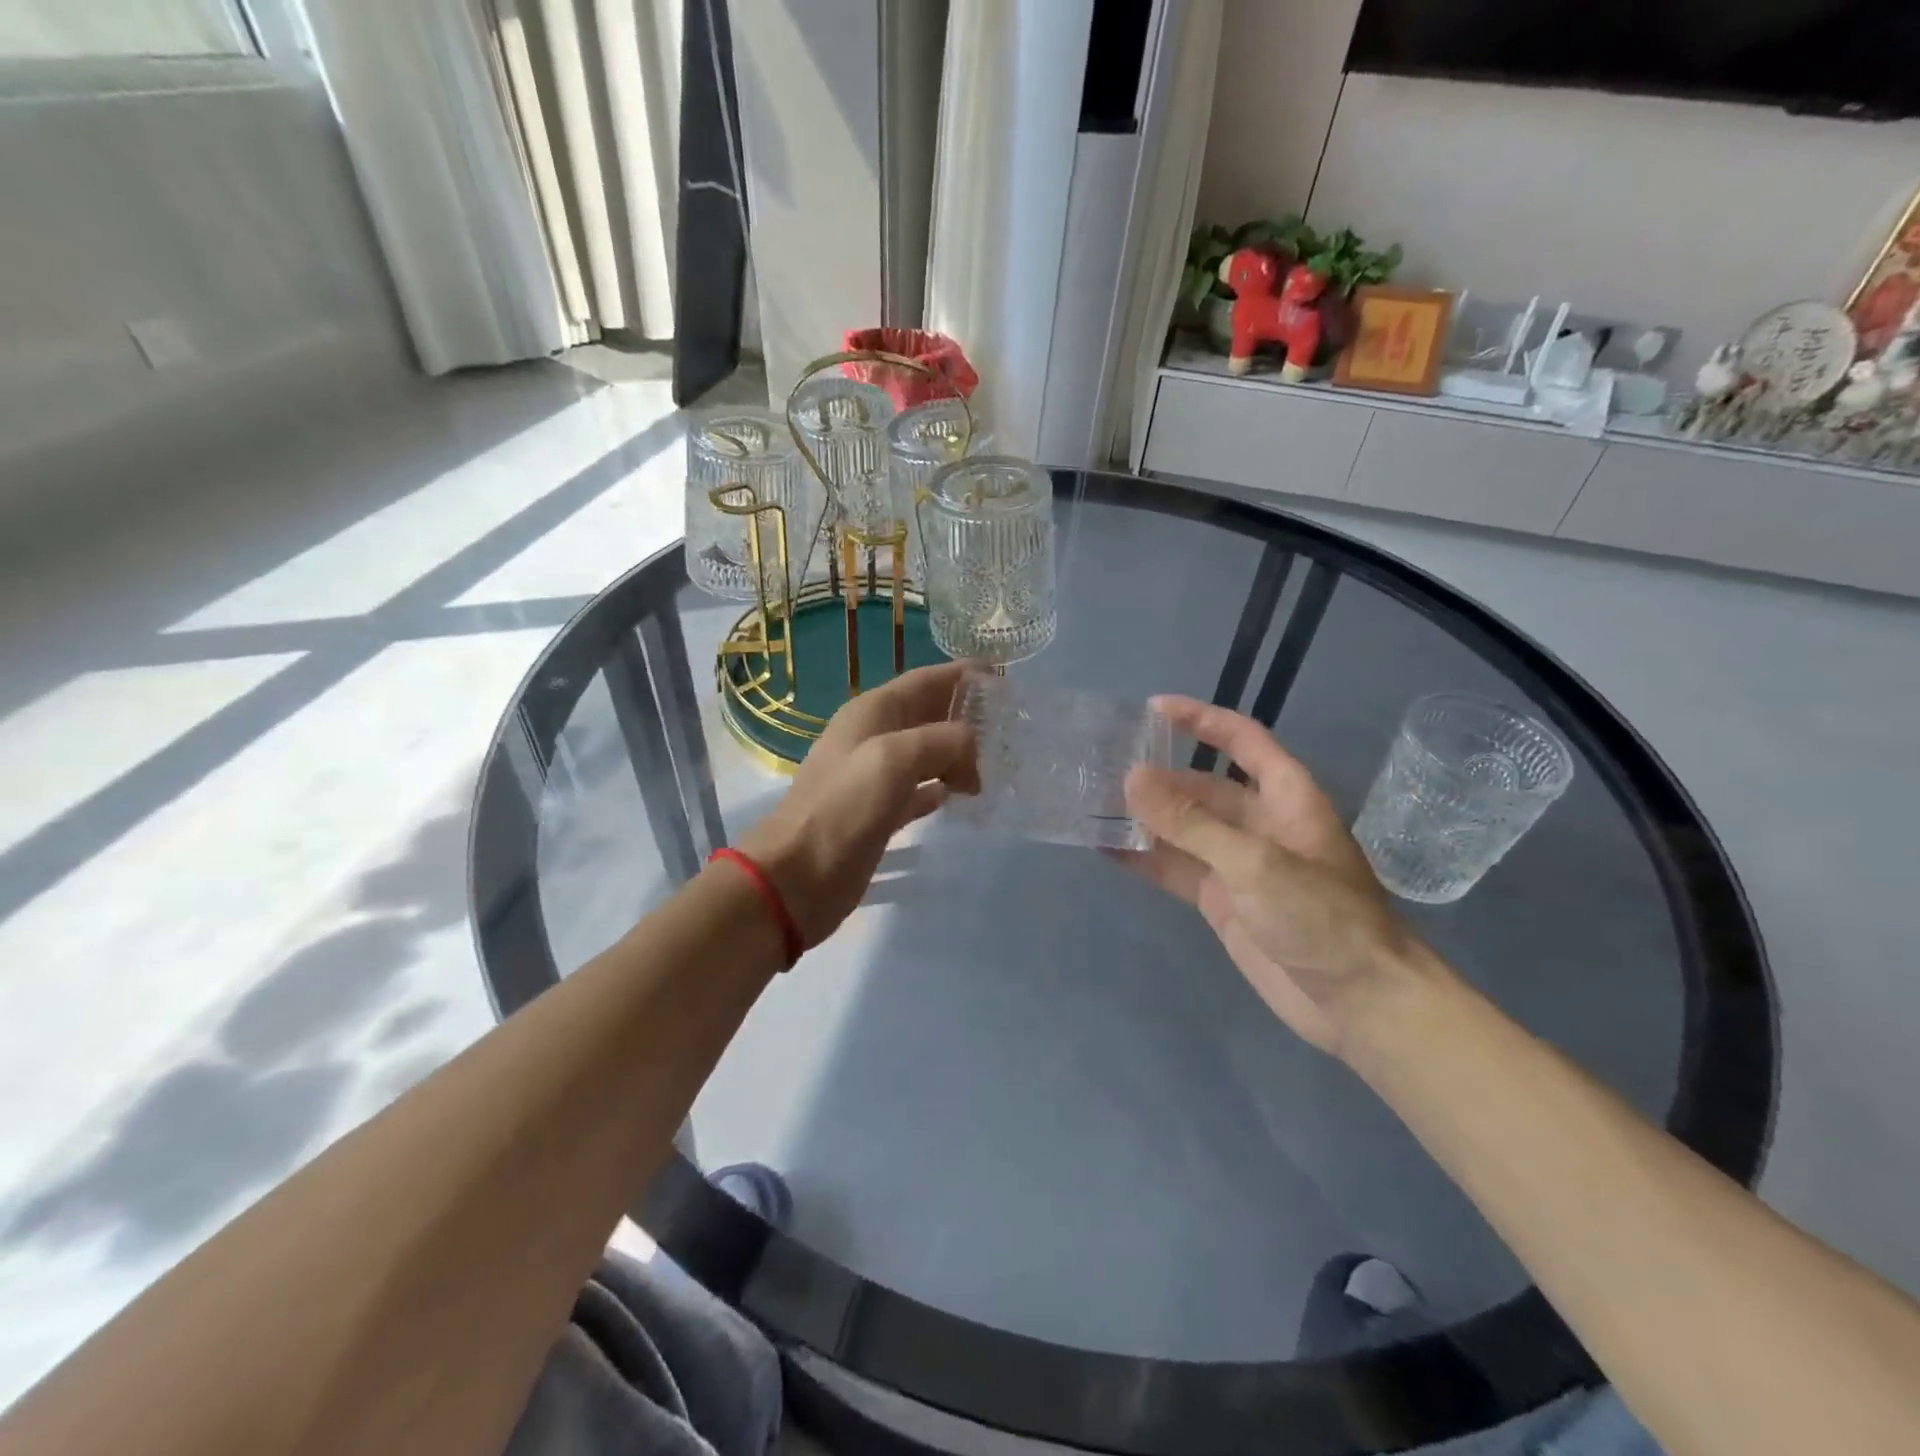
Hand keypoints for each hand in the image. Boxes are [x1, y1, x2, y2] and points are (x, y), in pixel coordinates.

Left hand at [738, 660, 978, 948]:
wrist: (798, 875)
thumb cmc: (844, 807)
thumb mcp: (895, 758)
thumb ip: (943, 741)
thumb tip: (972, 753)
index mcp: (872, 712)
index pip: (925, 680)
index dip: (962, 675)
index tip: (1004, 676)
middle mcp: (873, 737)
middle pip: (928, 715)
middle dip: (966, 716)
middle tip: (1011, 727)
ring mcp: (875, 777)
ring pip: (927, 754)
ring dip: (959, 754)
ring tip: (998, 762)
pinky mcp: (879, 813)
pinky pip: (920, 790)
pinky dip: (942, 788)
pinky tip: (964, 796)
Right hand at [1122, 696, 1426, 1056]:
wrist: (1359, 1003)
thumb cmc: (1321, 917)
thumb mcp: (1254, 862)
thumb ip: (1191, 822)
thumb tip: (1132, 777)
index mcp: (1284, 796)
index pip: (1241, 739)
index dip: (1200, 719)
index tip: (1152, 708)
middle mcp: (1259, 822)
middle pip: (1202, 787)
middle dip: (1158, 777)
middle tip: (1102, 768)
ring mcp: (1237, 863)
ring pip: (1183, 829)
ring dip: (1145, 818)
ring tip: (1092, 803)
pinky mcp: (1221, 901)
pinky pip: (1176, 869)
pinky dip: (1145, 859)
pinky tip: (1107, 848)